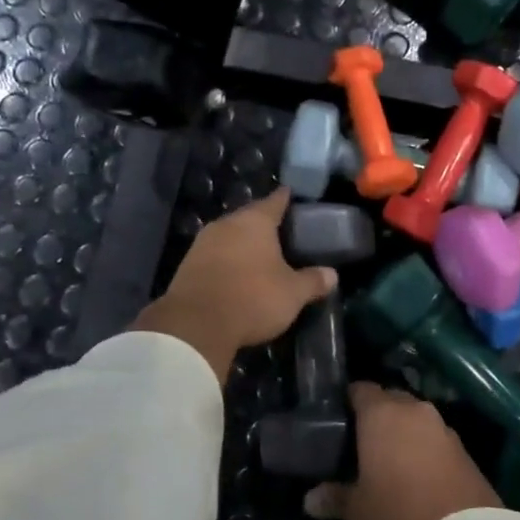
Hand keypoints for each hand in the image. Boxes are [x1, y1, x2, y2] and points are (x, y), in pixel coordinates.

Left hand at [131, 188, 335, 381]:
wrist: (195, 324)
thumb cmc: (252, 298)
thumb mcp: (292, 294)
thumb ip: (312, 281)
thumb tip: (332, 275)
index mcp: (255, 221)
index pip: (275, 201)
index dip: (285, 199)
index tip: (291, 195)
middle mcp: (227, 224)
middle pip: (249, 216)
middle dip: (263, 223)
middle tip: (280, 232)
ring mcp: (203, 243)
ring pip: (229, 235)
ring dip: (242, 243)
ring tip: (259, 253)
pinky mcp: (187, 264)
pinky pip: (214, 254)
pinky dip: (227, 260)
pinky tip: (235, 272)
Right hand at [305, 384, 501, 519]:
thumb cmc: (400, 511)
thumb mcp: (360, 511)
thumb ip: (335, 498)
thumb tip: (309, 500)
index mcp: (381, 414)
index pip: (360, 389)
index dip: (348, 400)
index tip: (338, 418)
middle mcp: (413, 410)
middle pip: (390, 399)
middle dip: (377, 414)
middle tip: (361, 440)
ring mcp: (442, 426)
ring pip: (415, 418)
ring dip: (404, 431)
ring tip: (390, 457)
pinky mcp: (464, 448)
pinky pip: (435, 437)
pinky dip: (424, 447)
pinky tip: (418, 472)